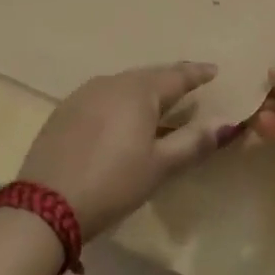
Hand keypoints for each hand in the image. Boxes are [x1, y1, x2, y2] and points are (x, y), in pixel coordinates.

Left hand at [17, 63, 231, 239]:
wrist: (45, 204)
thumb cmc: (113, 183)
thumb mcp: (159, 166)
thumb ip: (194, 142)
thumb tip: (228, 123)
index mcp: (138, 91)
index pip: (176, 75)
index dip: (197, 73)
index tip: (214, 70)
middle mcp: (111, 83)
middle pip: (148, 76)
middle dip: (170, 79)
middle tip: (189, 83)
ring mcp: (83, 94)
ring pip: (123, 84)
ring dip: (144, 90)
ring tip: (158, 100)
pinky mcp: (65, 110)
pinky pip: (102, 96)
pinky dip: (120, 100)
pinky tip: (121, 116)